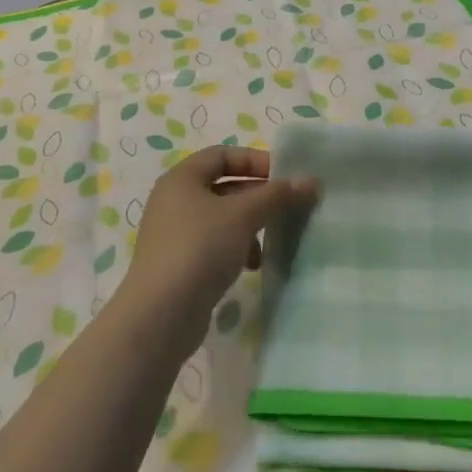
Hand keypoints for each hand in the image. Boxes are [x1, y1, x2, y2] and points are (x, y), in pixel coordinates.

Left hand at [121, 146, 317, 332]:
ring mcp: (174, 234)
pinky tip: (252, 265)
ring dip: (249, 225)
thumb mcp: (243, 215)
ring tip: (270, 240)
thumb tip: (311, 180)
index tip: (285, 177)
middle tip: (287, 207)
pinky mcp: (179, 264)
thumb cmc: (200, 249)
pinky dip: (236, 248)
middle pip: (224, 186)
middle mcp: (174, 200)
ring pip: (222, 218)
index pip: (223, 155)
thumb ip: (277, 195)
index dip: (255, 160)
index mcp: (182, 178)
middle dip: (257, 196)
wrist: (160, 316)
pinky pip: (214, 244)